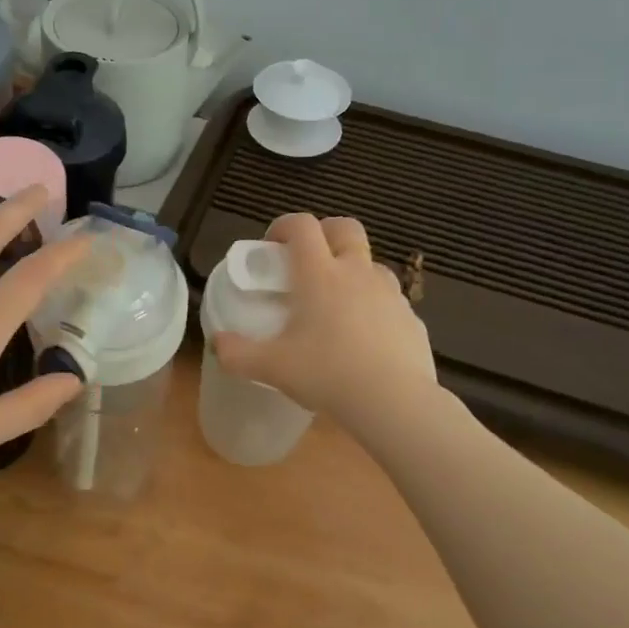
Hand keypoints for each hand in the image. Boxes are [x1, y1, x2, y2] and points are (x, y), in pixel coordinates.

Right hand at [210, 213, 441, 428]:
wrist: (394, 402)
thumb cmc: (327, 374)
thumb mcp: (272, 367)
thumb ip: (237, 354)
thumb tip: (217, 343)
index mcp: (319, 274)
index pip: (302, 226)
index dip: (284, 225)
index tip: (272, 245)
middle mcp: (356, 273)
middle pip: (345, 228)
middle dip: (325, 233)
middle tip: (307, 260)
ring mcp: (389, 293)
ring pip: (371, 263)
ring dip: (352, 270)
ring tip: (336, 302)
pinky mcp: (411, 318)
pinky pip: (389, 300)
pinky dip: (373, 305)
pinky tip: (363, 337)